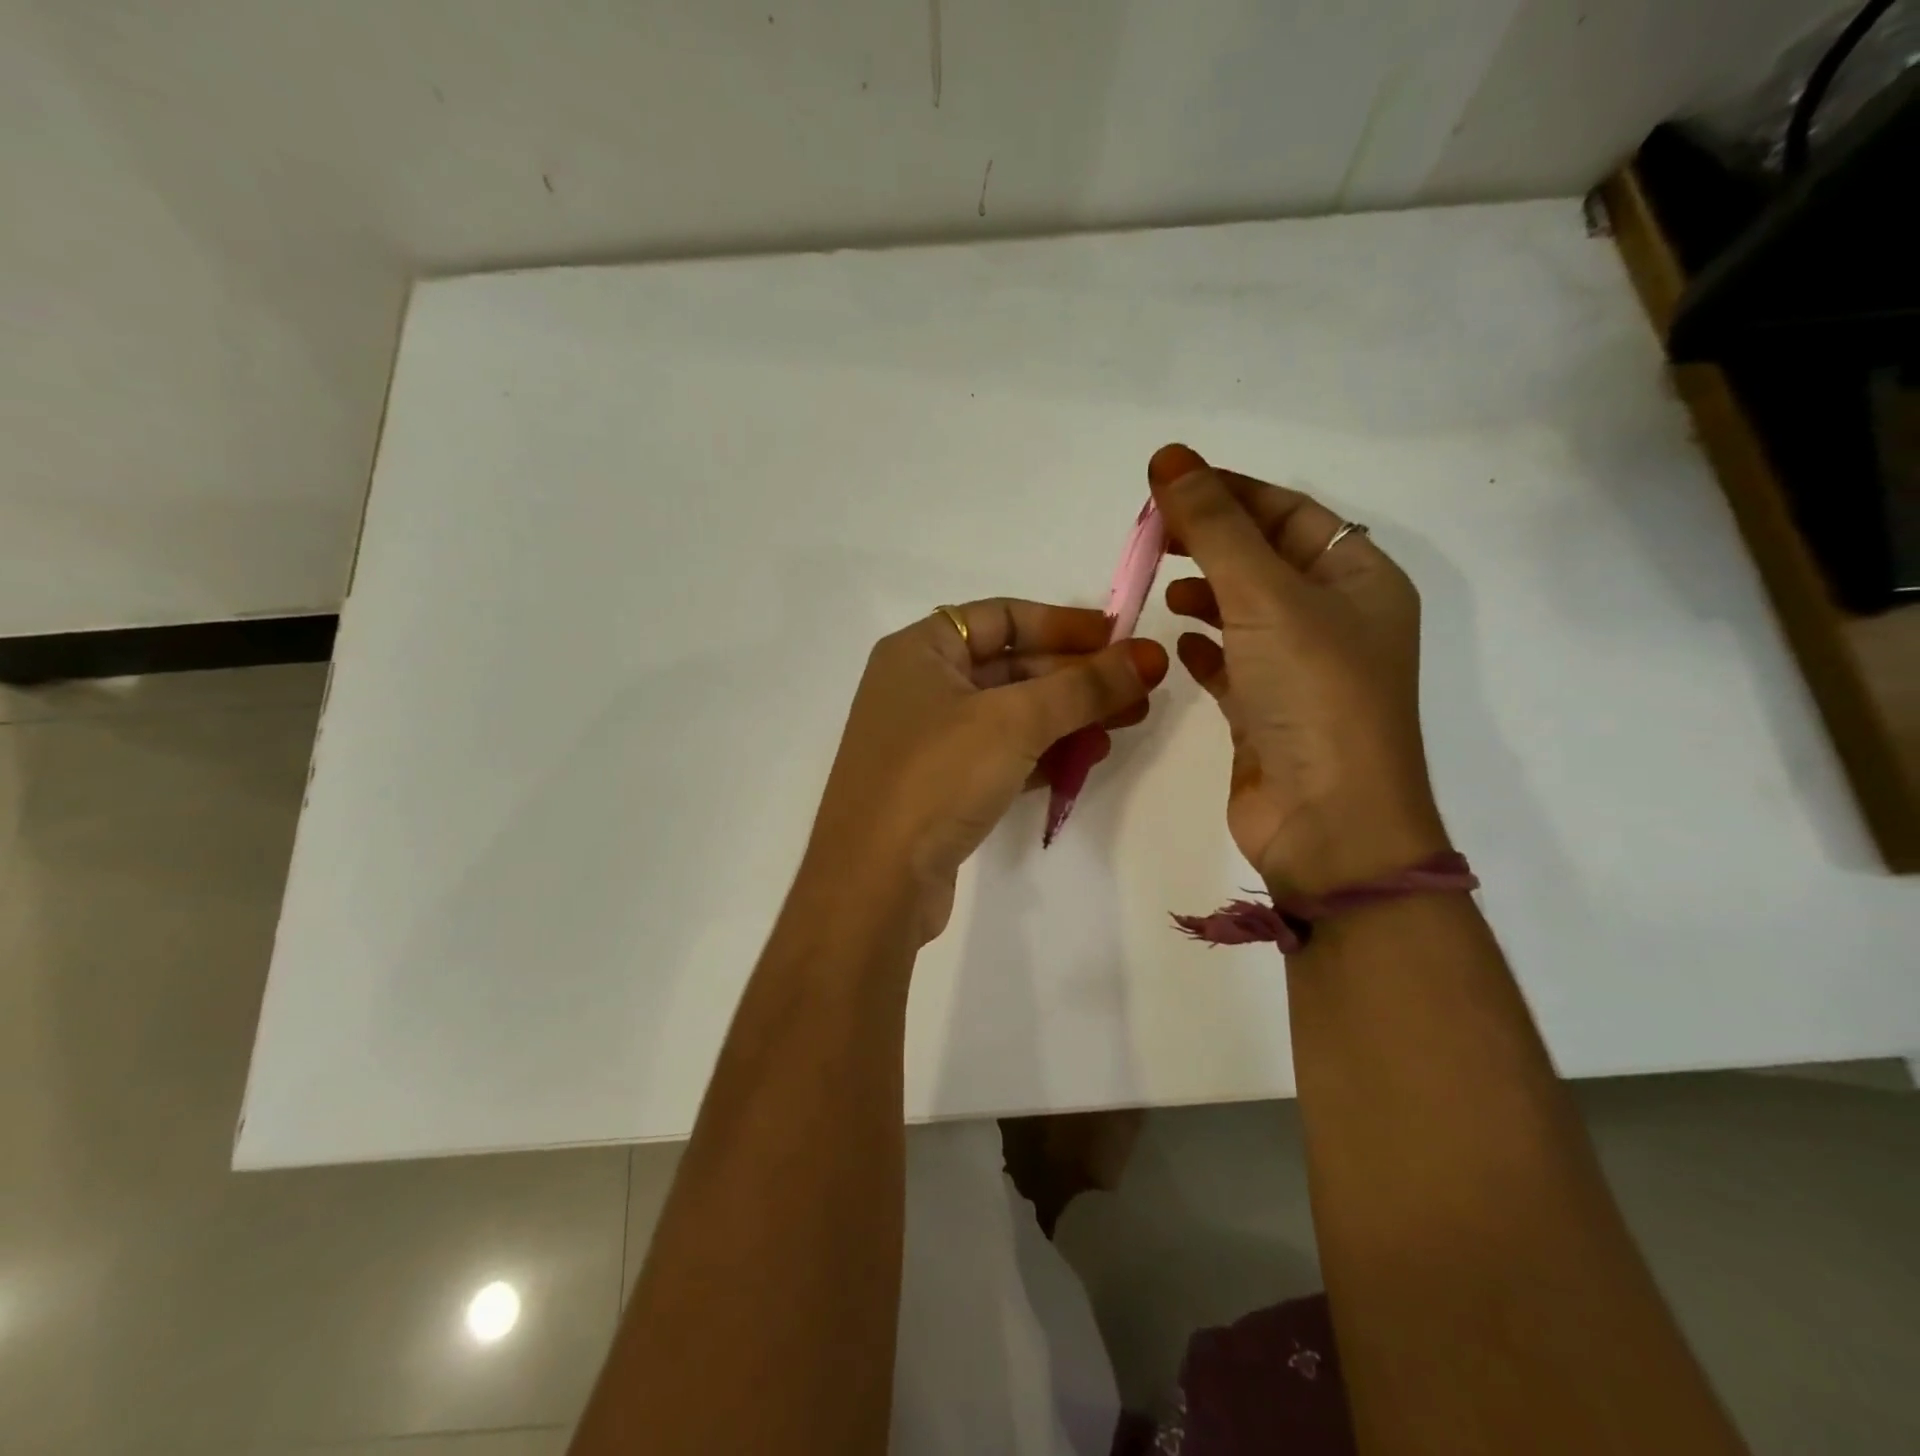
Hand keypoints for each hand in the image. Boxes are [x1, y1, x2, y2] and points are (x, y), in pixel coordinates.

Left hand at [806, 599, 1168, 941]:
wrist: (874, 884)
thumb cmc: (937, 776)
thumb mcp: (1015, 720)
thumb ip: (1084, 686)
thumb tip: (1149, 656)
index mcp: (919, 650)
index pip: (1002, 616)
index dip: (1064, 624)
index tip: (1119, 639)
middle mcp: (919, 688)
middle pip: (1011, 666)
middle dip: (1076, 678)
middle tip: (1139, 690)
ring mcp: (927, 742)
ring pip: (1011, 715)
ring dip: (1067, 717)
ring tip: (1125, 726)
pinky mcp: (940, 788)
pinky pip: (1002, 756)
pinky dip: (1043, 754)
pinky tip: (1086, 761)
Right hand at [1149, 444, 1447, 893]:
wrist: (1329, 825)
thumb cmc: (1313, 697)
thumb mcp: (1267, 598)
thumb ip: (1217, 528)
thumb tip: (1170, 458)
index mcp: (1359, 579)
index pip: (1289, 512)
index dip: (1229, 491)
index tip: (1166, 483)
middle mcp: (1336, 619)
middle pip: (1266, 557)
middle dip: (1211, 540)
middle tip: (1152, 534)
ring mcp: (1301, 669)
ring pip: (1246, 610)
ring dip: (1206, 592)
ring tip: (1162, 587)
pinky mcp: (1268, 711)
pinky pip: (1233, 661)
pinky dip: (1206, 645)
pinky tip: (1177, 638)